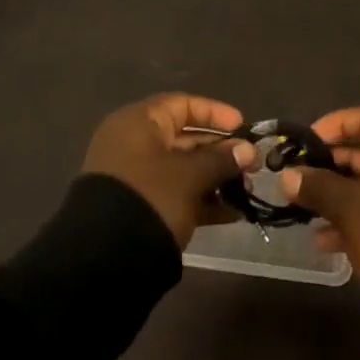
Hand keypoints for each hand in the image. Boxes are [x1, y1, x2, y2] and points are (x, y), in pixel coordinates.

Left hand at [83, 94, 257, 248]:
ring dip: (216, 178)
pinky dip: (202, 201)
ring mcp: (137, 178)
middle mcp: (135, 144)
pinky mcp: (141, 207)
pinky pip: (176, 194)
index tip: (243, 127)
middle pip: (185, 138)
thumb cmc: (151, 196)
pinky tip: (232, 213)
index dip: (215, 113)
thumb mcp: (190, 175)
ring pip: (184, 169)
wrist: (106, 255)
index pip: (182, 105)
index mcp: (139, 123)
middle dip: (222, 151)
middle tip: (253, 165)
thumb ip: (221, 159)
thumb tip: (248, 150)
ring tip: (247, 191)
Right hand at [279, 105, 359, 284]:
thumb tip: (287, 176)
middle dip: (332, 166)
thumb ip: (315, 186)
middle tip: (302, 178)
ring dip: (340, 196)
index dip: (335, 125)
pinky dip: (358, 217)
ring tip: (308, 213)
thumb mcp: (347, 206)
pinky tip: (327, 241)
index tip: (309, 142)